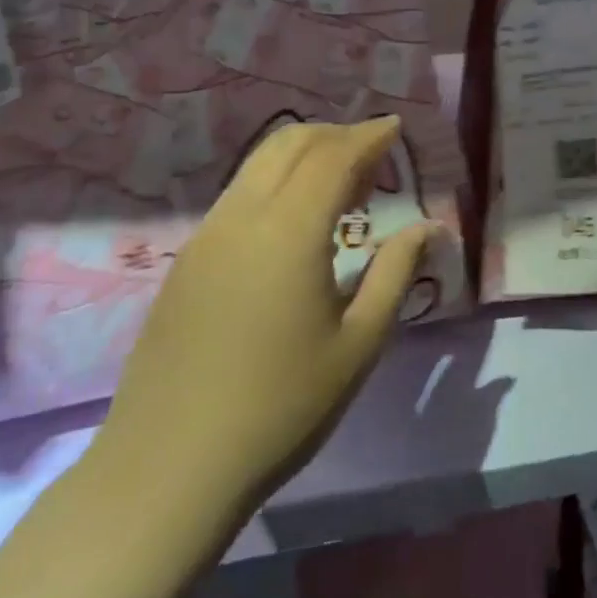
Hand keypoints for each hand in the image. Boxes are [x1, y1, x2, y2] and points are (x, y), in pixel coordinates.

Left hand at [89, 116, 436, 528]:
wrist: (168, 469)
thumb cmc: (281, 407)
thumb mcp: (358, 344)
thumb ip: (396, 273)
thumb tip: (427, 228)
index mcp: (289, 232)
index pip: (334, 156)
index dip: (369, 136)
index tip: (396, 127)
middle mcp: (242, 218)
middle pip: (289, 145)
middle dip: (336, 134)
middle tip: (373, 152)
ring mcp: (206, 237)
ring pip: (258, 165)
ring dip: (303, 155)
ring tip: (341, 182)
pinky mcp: (185, 262)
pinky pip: (238, 195)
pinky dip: (276, 181)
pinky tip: (295, 220)